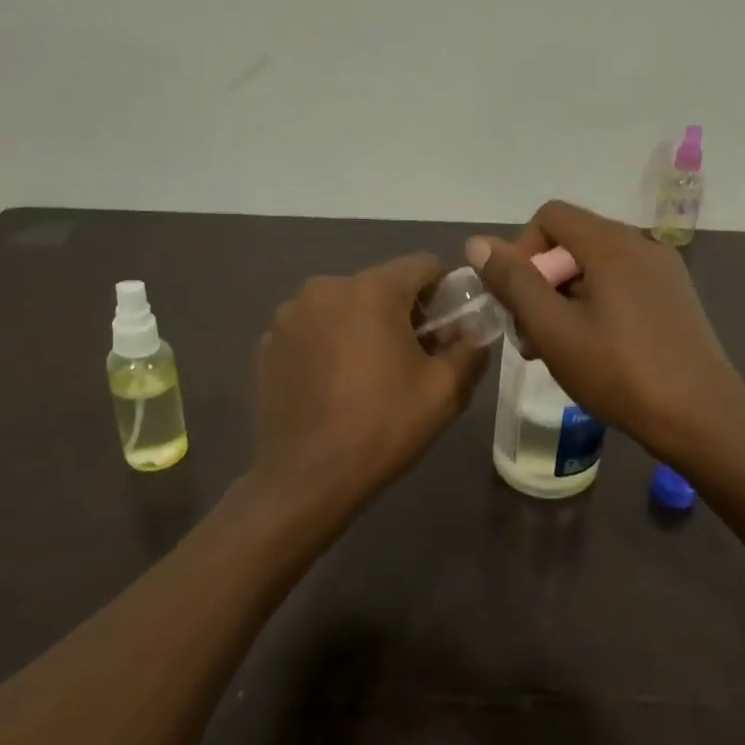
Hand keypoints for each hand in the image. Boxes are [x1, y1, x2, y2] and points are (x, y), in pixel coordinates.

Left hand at [251, 253, 486, 522]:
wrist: (306, 479)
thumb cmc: (382, 427)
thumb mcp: (445, 391)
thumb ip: (471, 349)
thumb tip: (476, 332)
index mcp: (371, 290)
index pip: (423, 265)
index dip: (445, 292)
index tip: (449, 329)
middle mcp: (325, 288)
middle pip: (380, 286)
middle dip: (403, 313)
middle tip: (413, 359)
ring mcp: (289, 317)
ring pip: (343, 308)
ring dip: (363, 328)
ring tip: (369, 376)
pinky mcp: (267, 345)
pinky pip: (312, 330)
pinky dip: (329, 345)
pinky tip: (333, 387)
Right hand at [468, 201, 744, 465]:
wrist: (702, 419)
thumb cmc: (619, 373)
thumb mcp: (553, 329)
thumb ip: (513, 282)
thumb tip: (478, 242)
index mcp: (611, 243)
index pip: (549, 217)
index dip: (521, 252)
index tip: (518, 302)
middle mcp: (641, 245)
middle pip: (572, 243)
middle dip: (541, 283)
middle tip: (532, 337)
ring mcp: (663, 273)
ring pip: (595, 270)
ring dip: (564, 301)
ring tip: (558, 352)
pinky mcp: (675, 300)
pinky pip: (620, 288)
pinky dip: (595, 309)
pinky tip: (594, 354)